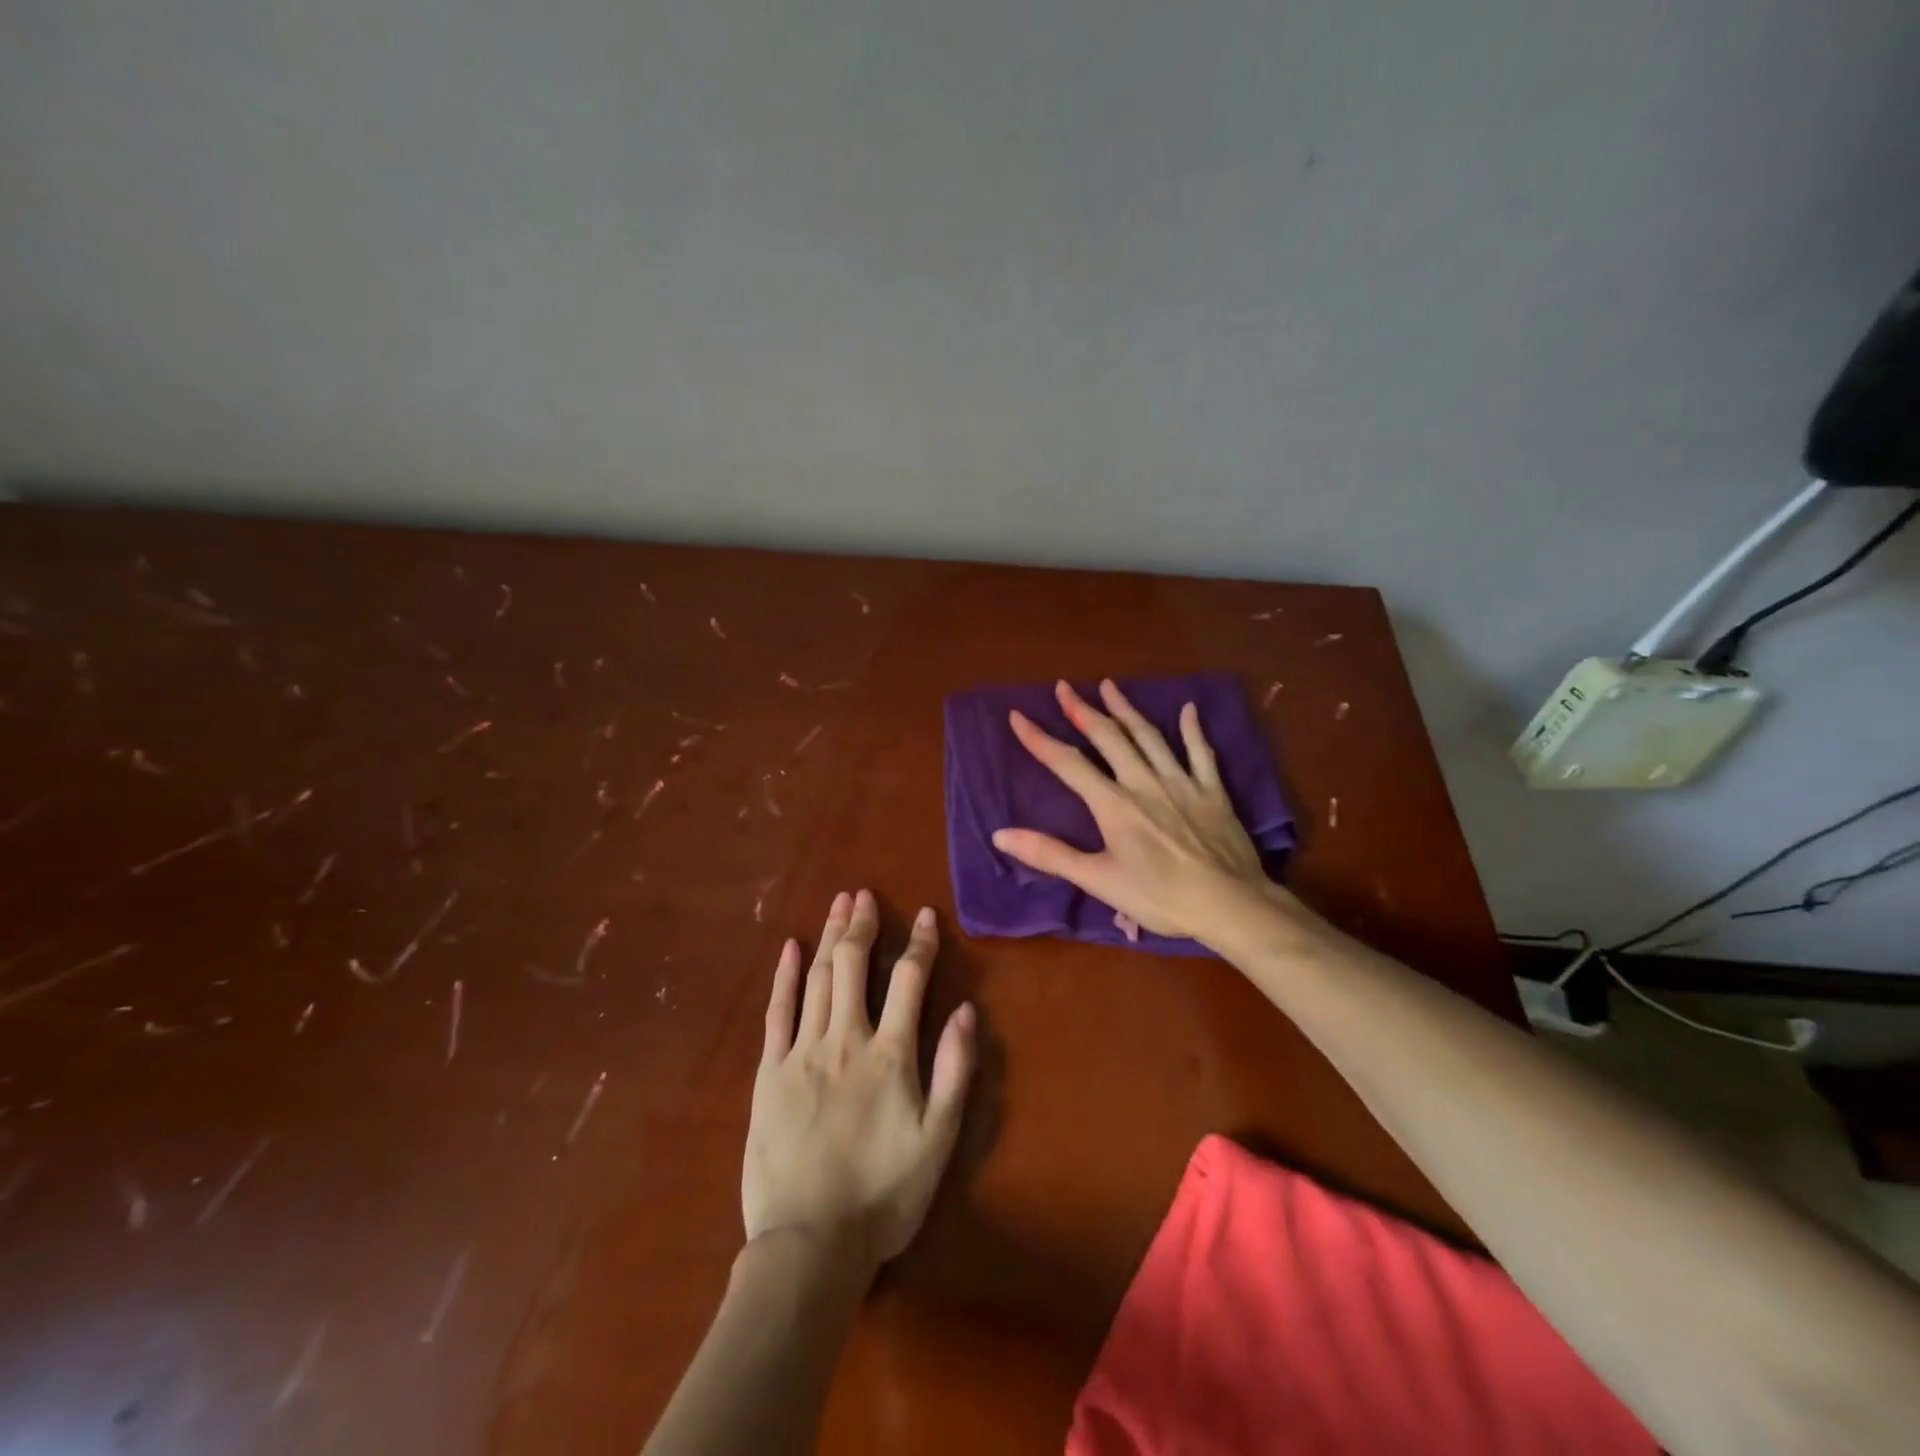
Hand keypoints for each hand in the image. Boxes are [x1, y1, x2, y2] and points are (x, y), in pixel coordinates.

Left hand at [744, 890, 975, 1273]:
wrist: (810, 1245)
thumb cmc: (884, 1195)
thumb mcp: (938, 1140)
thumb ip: (954, 1071)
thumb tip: (966, 1010)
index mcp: (889, 1054)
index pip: (909, 981)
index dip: (920, 944)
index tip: (925, 915)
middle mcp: (845, 1039)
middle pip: (855, 966)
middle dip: (862, 925)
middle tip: (864, 894)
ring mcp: (802, 1052)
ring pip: (819, 979)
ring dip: (830, 937)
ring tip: (838, 904)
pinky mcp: (769, 1072)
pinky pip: (778, 1012)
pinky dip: (786, 976)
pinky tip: (792, 948)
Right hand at [992, 678, 1282, 940]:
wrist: (1229, 905)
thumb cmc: (1160, 897)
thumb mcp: (1098, 880)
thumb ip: (1050, 854)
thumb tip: (1000, 834)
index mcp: (1114, 804)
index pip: (1068, 764)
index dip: (1040, 739)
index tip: (1018, 715)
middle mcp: (1144, 782)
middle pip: (1108, 737)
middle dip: (1083, 710)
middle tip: (1064, 686)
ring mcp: (1181, 782)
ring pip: (1148, 736)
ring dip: (1126, 709)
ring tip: (1109, 685)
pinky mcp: (1212, 791)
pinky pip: (1200, 752)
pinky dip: (1192, 729)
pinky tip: (1188, 709)